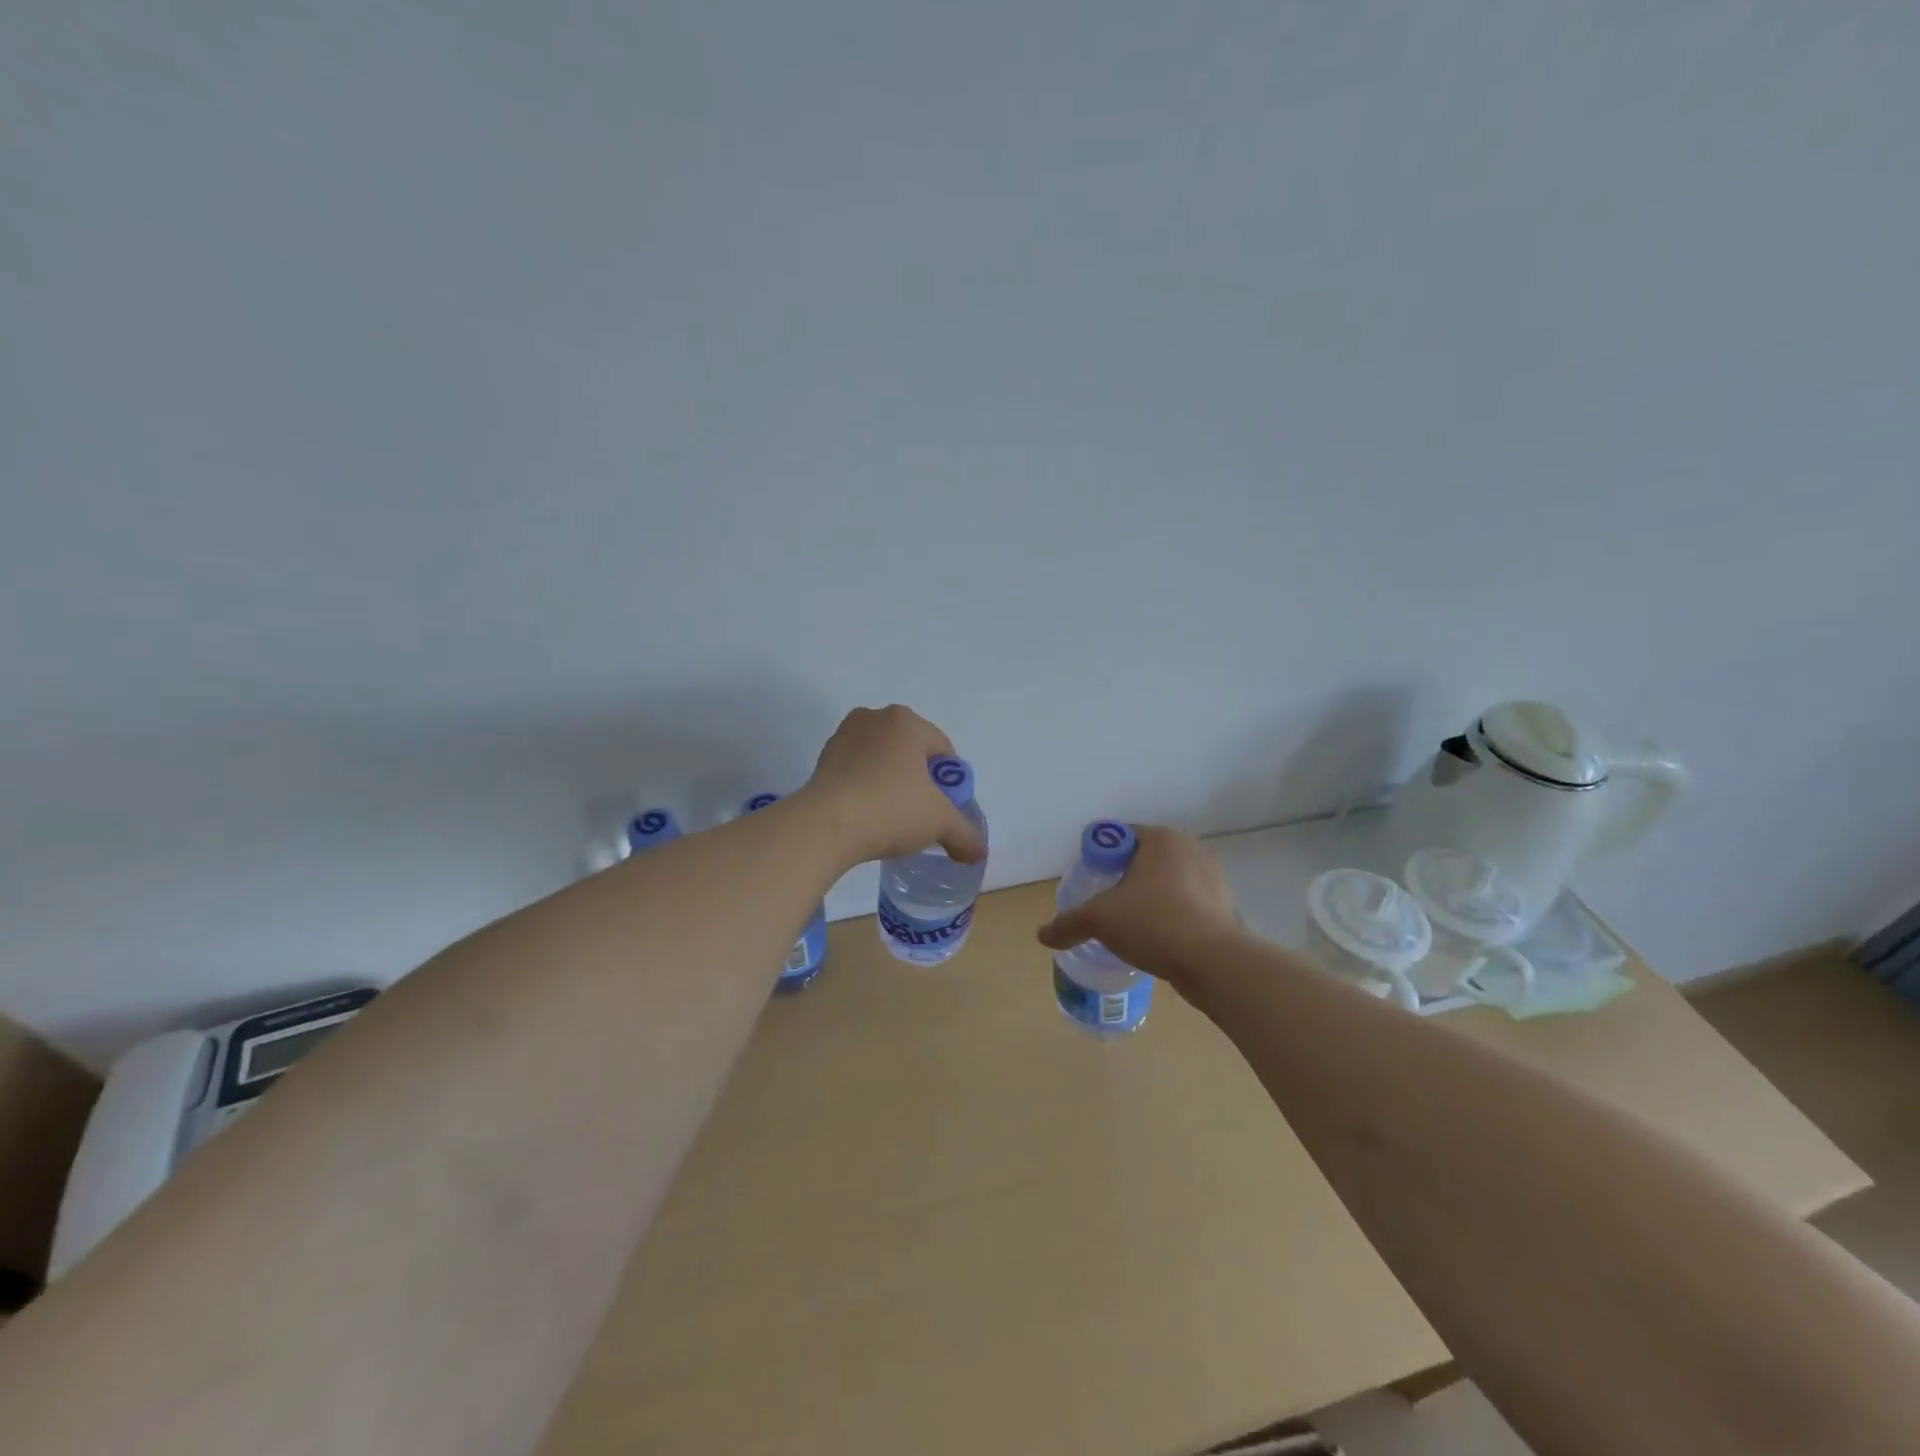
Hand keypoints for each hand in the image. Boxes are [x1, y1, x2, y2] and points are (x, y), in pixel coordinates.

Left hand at [799, 705, 988, 869]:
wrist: (826, 826)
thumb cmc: (891, 809)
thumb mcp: (939, 822)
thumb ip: (964, 834)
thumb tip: (978, 852)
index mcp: (906, 721)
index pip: (942, 749)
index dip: (949, 782)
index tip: (945, 809)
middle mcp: (874, 719)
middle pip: (910, 752)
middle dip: (919, 781)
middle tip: (922, 814)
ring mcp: (844, 737)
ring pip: (881, 761)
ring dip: (891, 783)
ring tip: (893, 818)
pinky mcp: (823, 759)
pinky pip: (857, 772)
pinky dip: (866, 789)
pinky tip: (868, 816)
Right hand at [1036, 826, 1242, 988]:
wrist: (1213, 962)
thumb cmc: (1153, 922)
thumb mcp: (1100, 920)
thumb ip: (1068, 923)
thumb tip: (1042, 935)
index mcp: (1160, 838)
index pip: (1119, 837)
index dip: (1099, 858)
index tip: (1090, 883)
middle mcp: (1189, 848)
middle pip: (1143, 859)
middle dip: (1124, 879)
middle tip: (1105, 904)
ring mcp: (1212, 877)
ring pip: (1167, 882)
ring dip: (1149, 897)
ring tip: (1131, 924)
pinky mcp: (1224, 905)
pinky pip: (1187, 903)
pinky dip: (1171, 914)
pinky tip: (1158, 938)